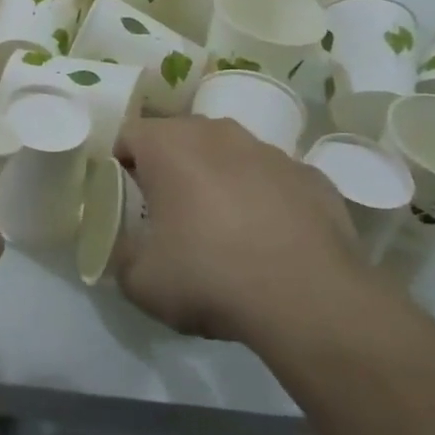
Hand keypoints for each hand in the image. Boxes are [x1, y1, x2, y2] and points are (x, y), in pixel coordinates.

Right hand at [114, 117, 364, 343]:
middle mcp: (217, 133)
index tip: (127, 198)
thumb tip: (128, 249)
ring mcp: (270, 151)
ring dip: (219, 178)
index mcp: (168, 145)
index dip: (121, 164)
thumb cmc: (210, 277)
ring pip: (229, 154)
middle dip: (171, 167)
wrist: (311, 301)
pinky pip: (273, 179)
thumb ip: (122, 256)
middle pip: (180, 137)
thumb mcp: (140, 281)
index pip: (129, 135)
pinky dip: (264, 198)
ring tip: (223, 227)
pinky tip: (269, 239)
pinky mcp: (312, 176)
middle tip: (169, 212)